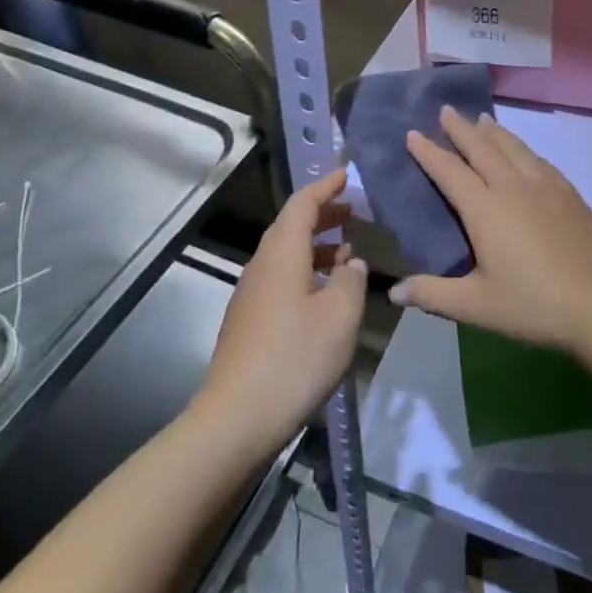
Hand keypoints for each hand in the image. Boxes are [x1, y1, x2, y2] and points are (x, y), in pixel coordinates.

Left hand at [195, 168, 366, 453]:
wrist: (237, 418)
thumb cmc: (296, 357)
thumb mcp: (340, 314)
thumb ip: (352, 279)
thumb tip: (352, 262)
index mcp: (282, 253)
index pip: (303, 204)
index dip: (326, 186)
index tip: (348, 174)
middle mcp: (262, 266)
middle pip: (291, 226)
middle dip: (323, 214)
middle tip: (354, 212)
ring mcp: (251, 294)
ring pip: (286, 254)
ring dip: (317, 245)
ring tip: (349, 252)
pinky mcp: (249, 321)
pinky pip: (281, 278)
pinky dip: (307, 271)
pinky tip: (326, 294)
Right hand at [392, 107, 591, 351]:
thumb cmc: (532, 304)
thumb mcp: (475, 305)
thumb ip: (433, 294)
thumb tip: (395, 292)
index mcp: (485, 209)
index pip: (449, 171)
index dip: (429, 152)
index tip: (412, 133)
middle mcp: (513, 187)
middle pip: (482, 147)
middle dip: (461, 128)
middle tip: (446, 109)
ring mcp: (546, 187)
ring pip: (514, 147)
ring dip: (494, 131)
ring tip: (483, 119)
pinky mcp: (570, 195)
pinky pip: (540, 160)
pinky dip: (523, 148)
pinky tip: (524, 153)